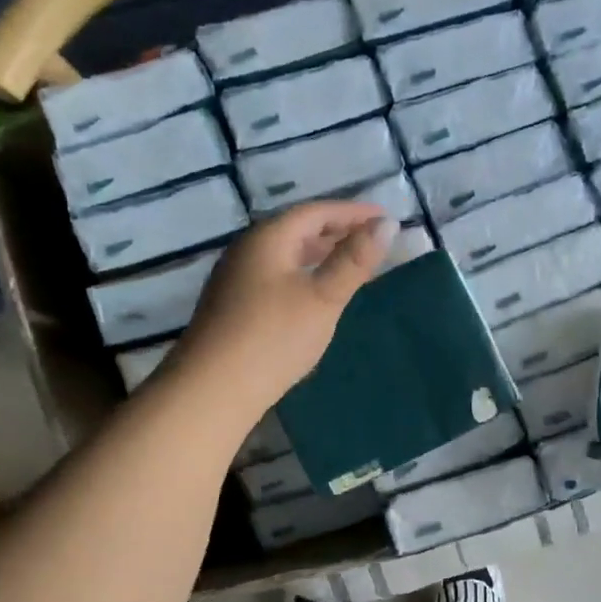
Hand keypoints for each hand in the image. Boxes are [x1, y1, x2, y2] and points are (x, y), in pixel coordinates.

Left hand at [172, 201, 395, 422]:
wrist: (213, 389)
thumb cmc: (274, 337)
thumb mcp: (323, 297)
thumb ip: (355, 260)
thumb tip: (387, 223)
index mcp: (268, 238)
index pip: (316, 212)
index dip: (353, 212)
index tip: (386, 217)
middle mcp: (247, 249)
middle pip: (298, 229)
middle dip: (337, 231)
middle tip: (372, 238)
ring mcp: (236, 277)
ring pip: (286, 253)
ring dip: (320, 253)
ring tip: (350, 263)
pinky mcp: (233, 304)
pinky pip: (277, 274)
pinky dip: (304, 273)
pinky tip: (315, 293)